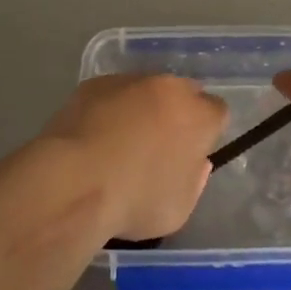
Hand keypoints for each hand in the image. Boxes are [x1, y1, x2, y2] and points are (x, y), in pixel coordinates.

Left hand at [37, 74, 226, 239]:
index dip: (206, 132)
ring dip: (142, 109)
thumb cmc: (134, 201)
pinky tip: (94, 137)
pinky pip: (112, 94)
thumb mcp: (180, 208)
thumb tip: (195, 162)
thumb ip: (194, 179)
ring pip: (146, 90)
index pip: (217, 112)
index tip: (191, 152)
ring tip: (120, 142)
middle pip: (183, 93)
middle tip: (158, 146)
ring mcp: (129, 80)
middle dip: (177, 114)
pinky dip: (110, 109)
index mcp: (198, 115)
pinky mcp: (95, 83)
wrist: (73, 182)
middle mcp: (168, 88)